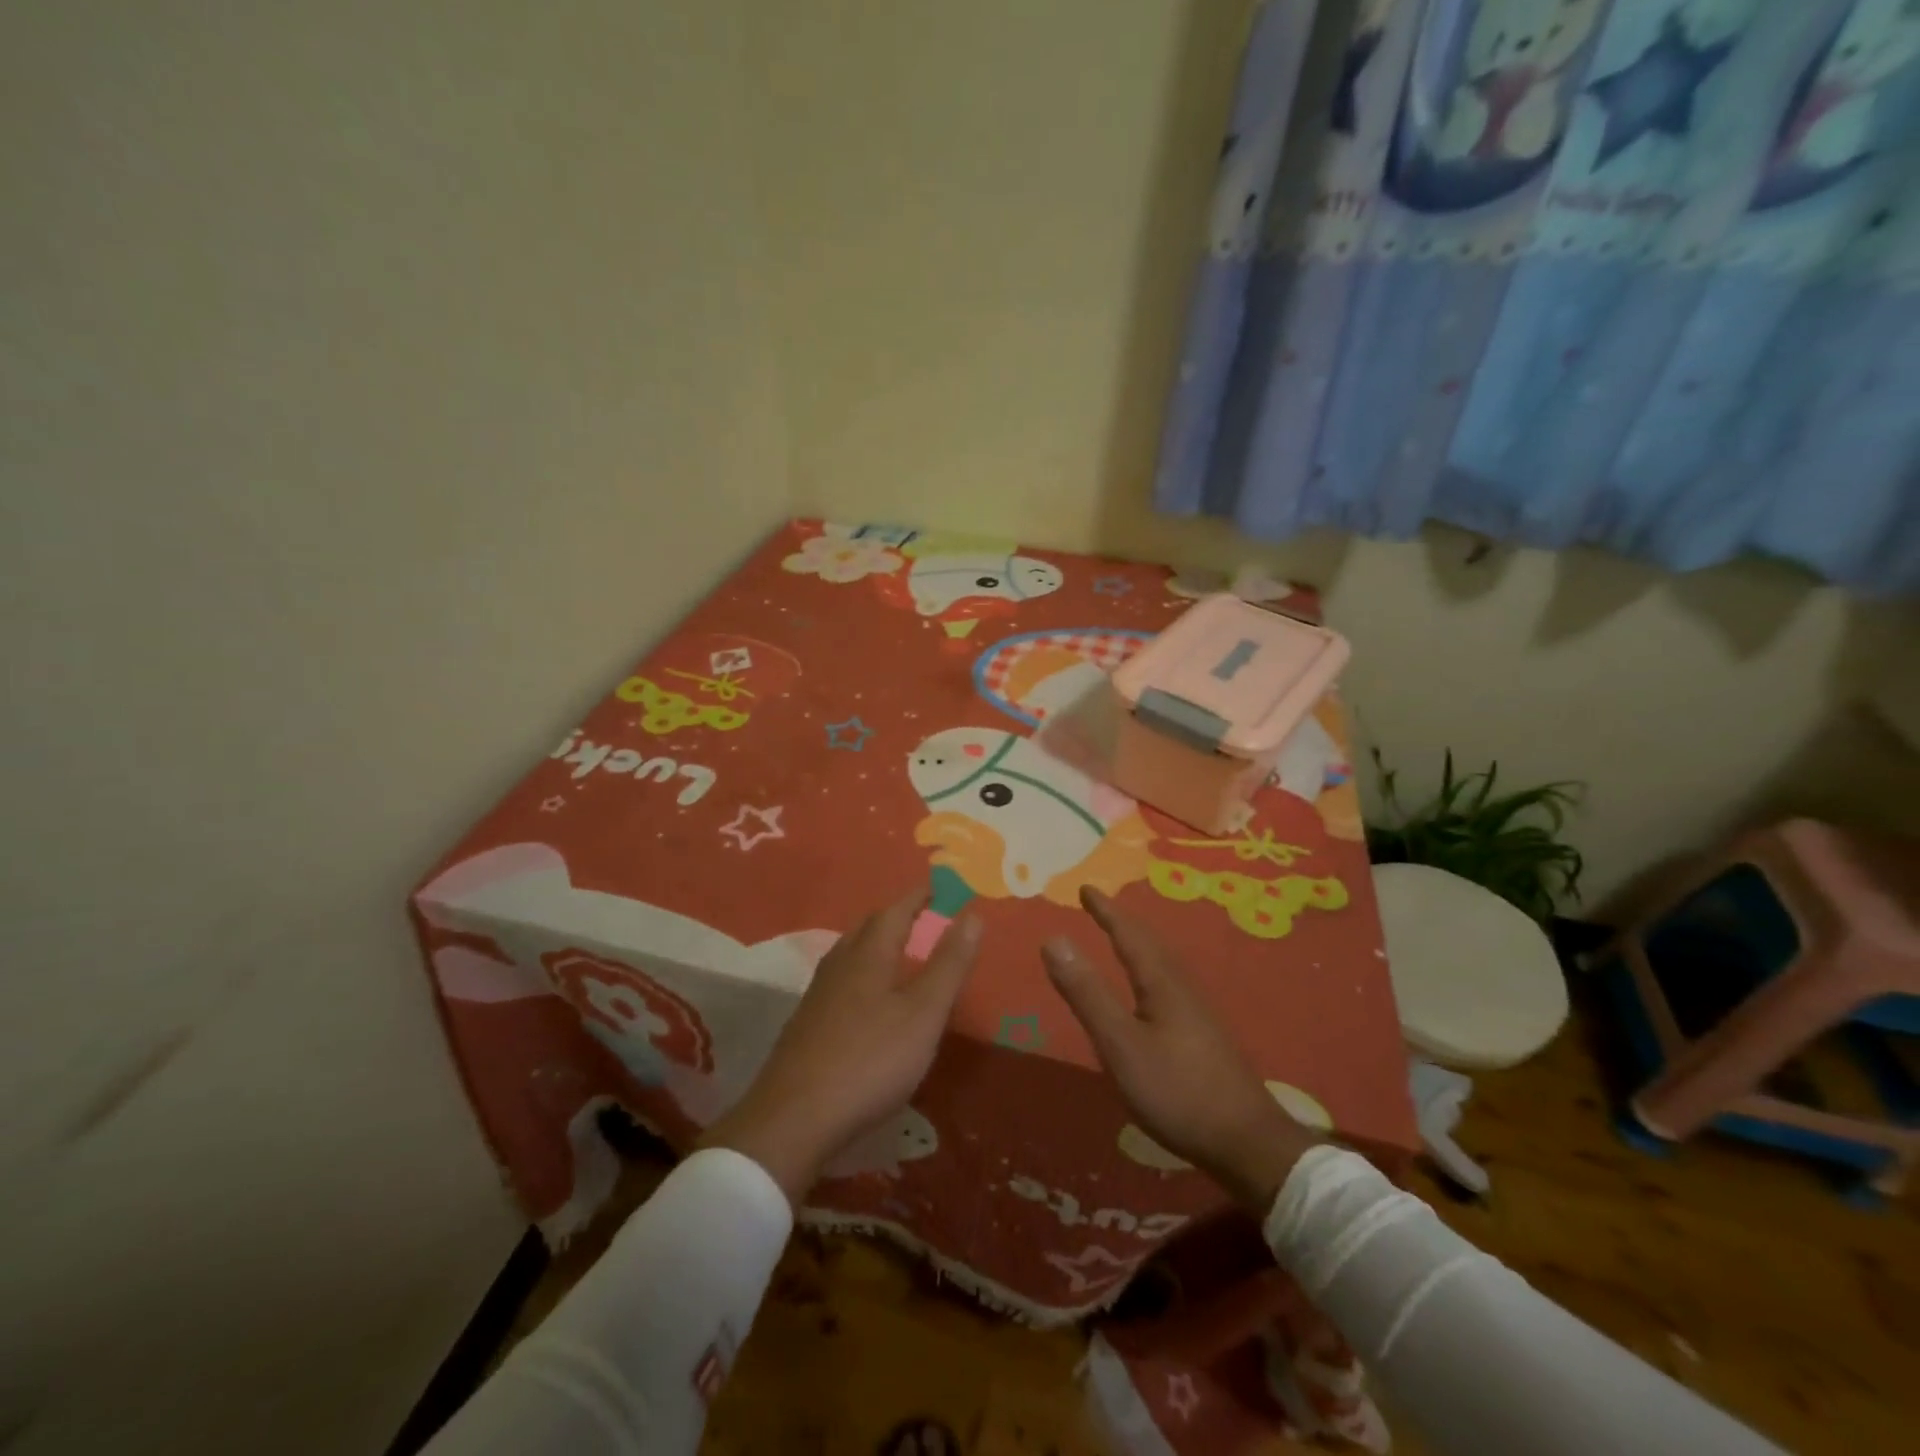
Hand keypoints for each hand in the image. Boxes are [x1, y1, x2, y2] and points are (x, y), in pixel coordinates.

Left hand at [700, 892, 980, 1204]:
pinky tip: (866, 1000)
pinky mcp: (806, 1025)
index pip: (895, 911)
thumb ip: (949, 964)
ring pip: (850, 954)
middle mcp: (839, 965)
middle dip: (895, 917)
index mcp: (868, 955)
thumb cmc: (870, 1060)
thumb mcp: (924, 1014)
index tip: (937, 887)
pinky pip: (840, 981)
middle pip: (868, 929)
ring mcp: (818, 995)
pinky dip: (861, 974)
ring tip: (896, 952)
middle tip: (920, 916)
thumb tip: (973, 914)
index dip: (918, 897)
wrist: (794, 1118)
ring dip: (875, 944)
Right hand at [1042, 887, 1316, 1212]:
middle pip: (1150, 943)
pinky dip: (1150, 969)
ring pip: (1163, 964)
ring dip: (1139, 944)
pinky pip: (1169, 983)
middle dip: (1122, 922)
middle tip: (1099, 907)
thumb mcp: (1120, 1044)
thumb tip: (1054, 937)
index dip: (1105, 911)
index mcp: (1161, 982)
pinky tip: (1150, 993)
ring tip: (1121, 939)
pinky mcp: (1204, 1036)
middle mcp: (1182, 988)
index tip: (1086, 888)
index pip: (1128, 934)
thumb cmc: (1177, 1091)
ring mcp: (1198, 1013)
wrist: (1248, 1143)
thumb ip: (1086, 993)